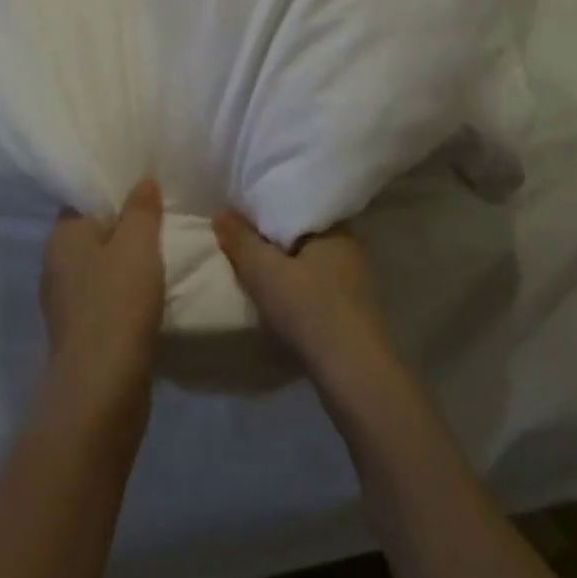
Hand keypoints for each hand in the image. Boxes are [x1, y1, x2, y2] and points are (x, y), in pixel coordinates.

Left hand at [40, 179, 165, 412]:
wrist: (103, 389)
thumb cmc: (117, 302)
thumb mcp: (137, 244)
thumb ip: (141, 209)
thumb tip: (142, 181)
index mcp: (61, 238)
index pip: (83, 200)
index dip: (112, 190)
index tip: (143, 183)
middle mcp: (56, 266)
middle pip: (93, 234)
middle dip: (123, 226)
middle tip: (162, 212)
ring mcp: (67, 304)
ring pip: (102, 268)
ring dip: (127, 261)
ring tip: (165, 248)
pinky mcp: (83, 334)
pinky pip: (108, 298)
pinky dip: (127, 292)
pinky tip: (154, 290)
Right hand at [212, 211, 393, 390]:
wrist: (351, 372)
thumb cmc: (309, 309)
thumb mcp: (264, 271)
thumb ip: (241, 240)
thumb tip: (221, 212)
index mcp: (336, 228)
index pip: (301, 205)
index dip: (272, 208)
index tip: (247, 214)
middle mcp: (350, 248)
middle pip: (305, 234)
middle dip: (278, 239)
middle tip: (245, 240)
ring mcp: (355, 281)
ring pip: (312, 262)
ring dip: (288, 266)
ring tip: (258, 270)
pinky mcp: (352, 311)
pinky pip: (318, 287)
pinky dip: (299, 288)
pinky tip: (281, 299)